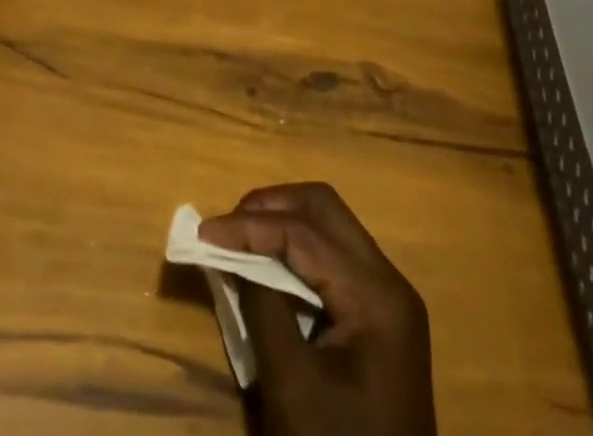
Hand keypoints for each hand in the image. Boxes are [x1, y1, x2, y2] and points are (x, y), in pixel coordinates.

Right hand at [200, 183, 435, 435]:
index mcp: (377, 295)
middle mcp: (390, 281)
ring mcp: (389, 297)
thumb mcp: (291, 385)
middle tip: (226, 226)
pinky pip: (334, 255)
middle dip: (270, 207)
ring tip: (240, 239)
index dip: (250, 225)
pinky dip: (297, 248)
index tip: (202, 232)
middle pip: (323, 208)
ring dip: (282, 222)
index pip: (304, 232)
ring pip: (329, 224)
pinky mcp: (380, 314)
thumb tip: (230, 250)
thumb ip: (261, 305)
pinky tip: (268, 264)